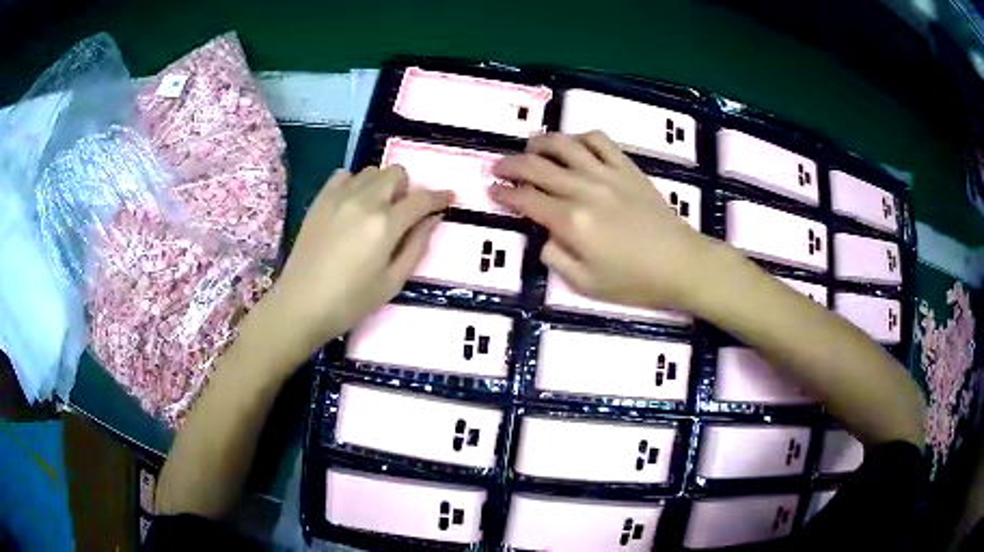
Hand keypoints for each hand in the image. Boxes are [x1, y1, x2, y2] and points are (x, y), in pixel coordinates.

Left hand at [251, 166, 452, 367]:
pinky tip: (352, 204)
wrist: (300, 305)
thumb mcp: (392, 282)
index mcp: (385, 224)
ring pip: (371, 171)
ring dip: (381, 185)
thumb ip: (417, 246)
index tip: (448, 198)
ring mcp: (338, 197)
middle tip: (403, 213)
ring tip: (375, 210)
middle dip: (407, 188)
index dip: (439, 197)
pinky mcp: (320, 200)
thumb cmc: (350, 302)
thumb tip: (433, 219)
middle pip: (396, 173)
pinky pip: (344, 175)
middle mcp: (364, 201)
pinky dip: (355, 183)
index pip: (421, 199)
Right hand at [490, 131, 708, 311]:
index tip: (492, 191)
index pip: (526, 199)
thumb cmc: (634, 281)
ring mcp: (607, 174)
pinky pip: (599, 140)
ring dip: (540, 143)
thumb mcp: (586, 284)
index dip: (504, 194)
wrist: (681, 264)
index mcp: (571, 222)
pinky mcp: (627, 168)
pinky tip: (573, 146)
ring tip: (529, 148)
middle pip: (537, 166)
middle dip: (510, 165)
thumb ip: (556, 258)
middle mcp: (584, 190)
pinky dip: (580, 138)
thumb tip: (544, 235)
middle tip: (497, 167)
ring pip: (564, 145)